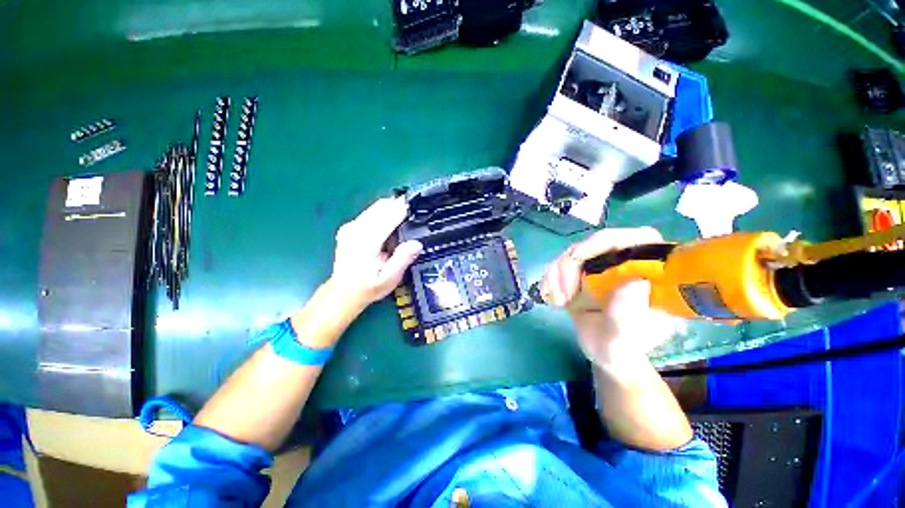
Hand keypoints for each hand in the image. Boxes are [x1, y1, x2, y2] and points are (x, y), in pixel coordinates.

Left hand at [330, 197, 422, 309]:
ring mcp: (350, 227)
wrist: (343, 292)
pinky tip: (391, 221)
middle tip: (415, 208)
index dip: (403, 209)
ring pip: (374, 207)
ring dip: (391, 207)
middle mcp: (355, 229)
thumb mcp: (389, 279)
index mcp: (365, 242)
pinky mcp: (349, 227)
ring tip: (406, 213)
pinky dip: (383, 212)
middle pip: (380, 207)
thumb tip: (417, 243)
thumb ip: (402, 260)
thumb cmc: (368, 287)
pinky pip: (369, 212)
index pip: (387, 217)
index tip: (418, 204)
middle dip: (398, 204)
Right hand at [540, 228, 679, 366]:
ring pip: (574, 252)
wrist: (603, 352)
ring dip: (557, 274)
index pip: (637, 238)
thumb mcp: (623, 339)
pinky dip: (550, 277)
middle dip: (571, 265)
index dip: (605, 241)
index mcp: (653, 273)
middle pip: (596, 243)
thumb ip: (627, 316)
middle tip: (563, 294)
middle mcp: (629, 262)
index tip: (577, 258)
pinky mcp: (584, 271)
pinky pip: (561, 262)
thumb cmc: (620, 348)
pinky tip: (552, 296)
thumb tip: (636, 281)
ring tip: (558, 301)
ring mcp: (604, 265)